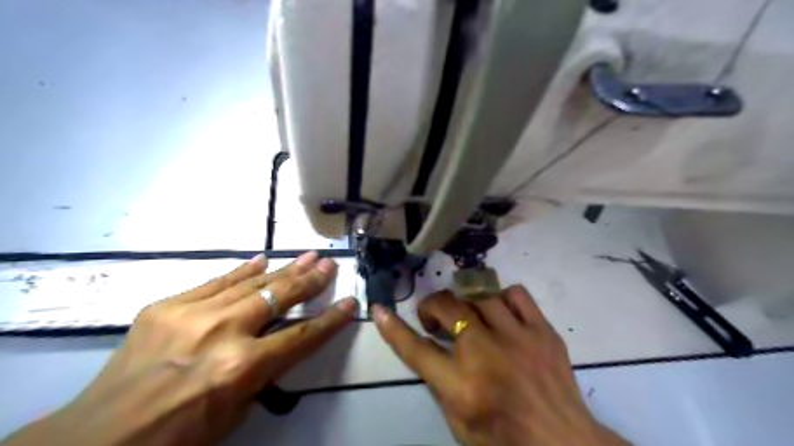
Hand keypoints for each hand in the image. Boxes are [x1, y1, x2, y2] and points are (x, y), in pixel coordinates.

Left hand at [2, 251, 355, 445]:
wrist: (94, 441)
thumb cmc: (174, 440)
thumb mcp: (233, 415)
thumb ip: (258, 375)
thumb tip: (272, 346)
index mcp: (241, 368)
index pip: (301, 337)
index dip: (330, 320)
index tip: (351, 303)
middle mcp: (223, 333)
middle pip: (279, 298)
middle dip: (310, 281)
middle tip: (330, 264)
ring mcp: (192, 314)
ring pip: (252, 283)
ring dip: (284, 269)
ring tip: (308, 255)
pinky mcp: (166, 306)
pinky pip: (215, 282)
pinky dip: (241, 271)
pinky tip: (261, 259)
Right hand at [373, 287, 626, 443]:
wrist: (564, 444)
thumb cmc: (506, 440)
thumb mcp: (459, 423)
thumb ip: (440, 382)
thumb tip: (432, 346)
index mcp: (462, 386)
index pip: (416, 349)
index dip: (393, 328)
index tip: (380, 310)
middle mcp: (486, 354)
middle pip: (447, 308)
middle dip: (432, 307)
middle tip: (434, 319)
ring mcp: (518, 337)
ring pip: (479, 295)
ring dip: (464, 302)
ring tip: (466, 314)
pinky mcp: (543, 330)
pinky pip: (516, 294)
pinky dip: (501, 298)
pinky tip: (500, 312)